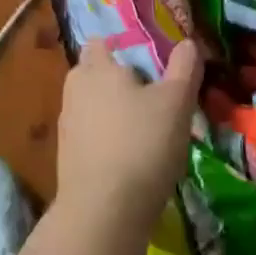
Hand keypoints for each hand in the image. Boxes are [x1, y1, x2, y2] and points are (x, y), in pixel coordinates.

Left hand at [57, 38, 200, 237]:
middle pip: (96, 74)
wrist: (104, 211)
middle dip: (120, 81)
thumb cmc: (142, 144)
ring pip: (93, 107)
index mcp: (96, 67)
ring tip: (148, 130)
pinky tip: (133, 158)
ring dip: (115, 113)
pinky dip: (108, 140)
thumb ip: (184, 68)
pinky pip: (91, 136)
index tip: (150, 63)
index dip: (123, 47)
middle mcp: (74, 90)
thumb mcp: (176, 102)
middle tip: (155, 96)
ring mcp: (67, 126)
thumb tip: (188, 42)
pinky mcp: (67, 158)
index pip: (101, 43)